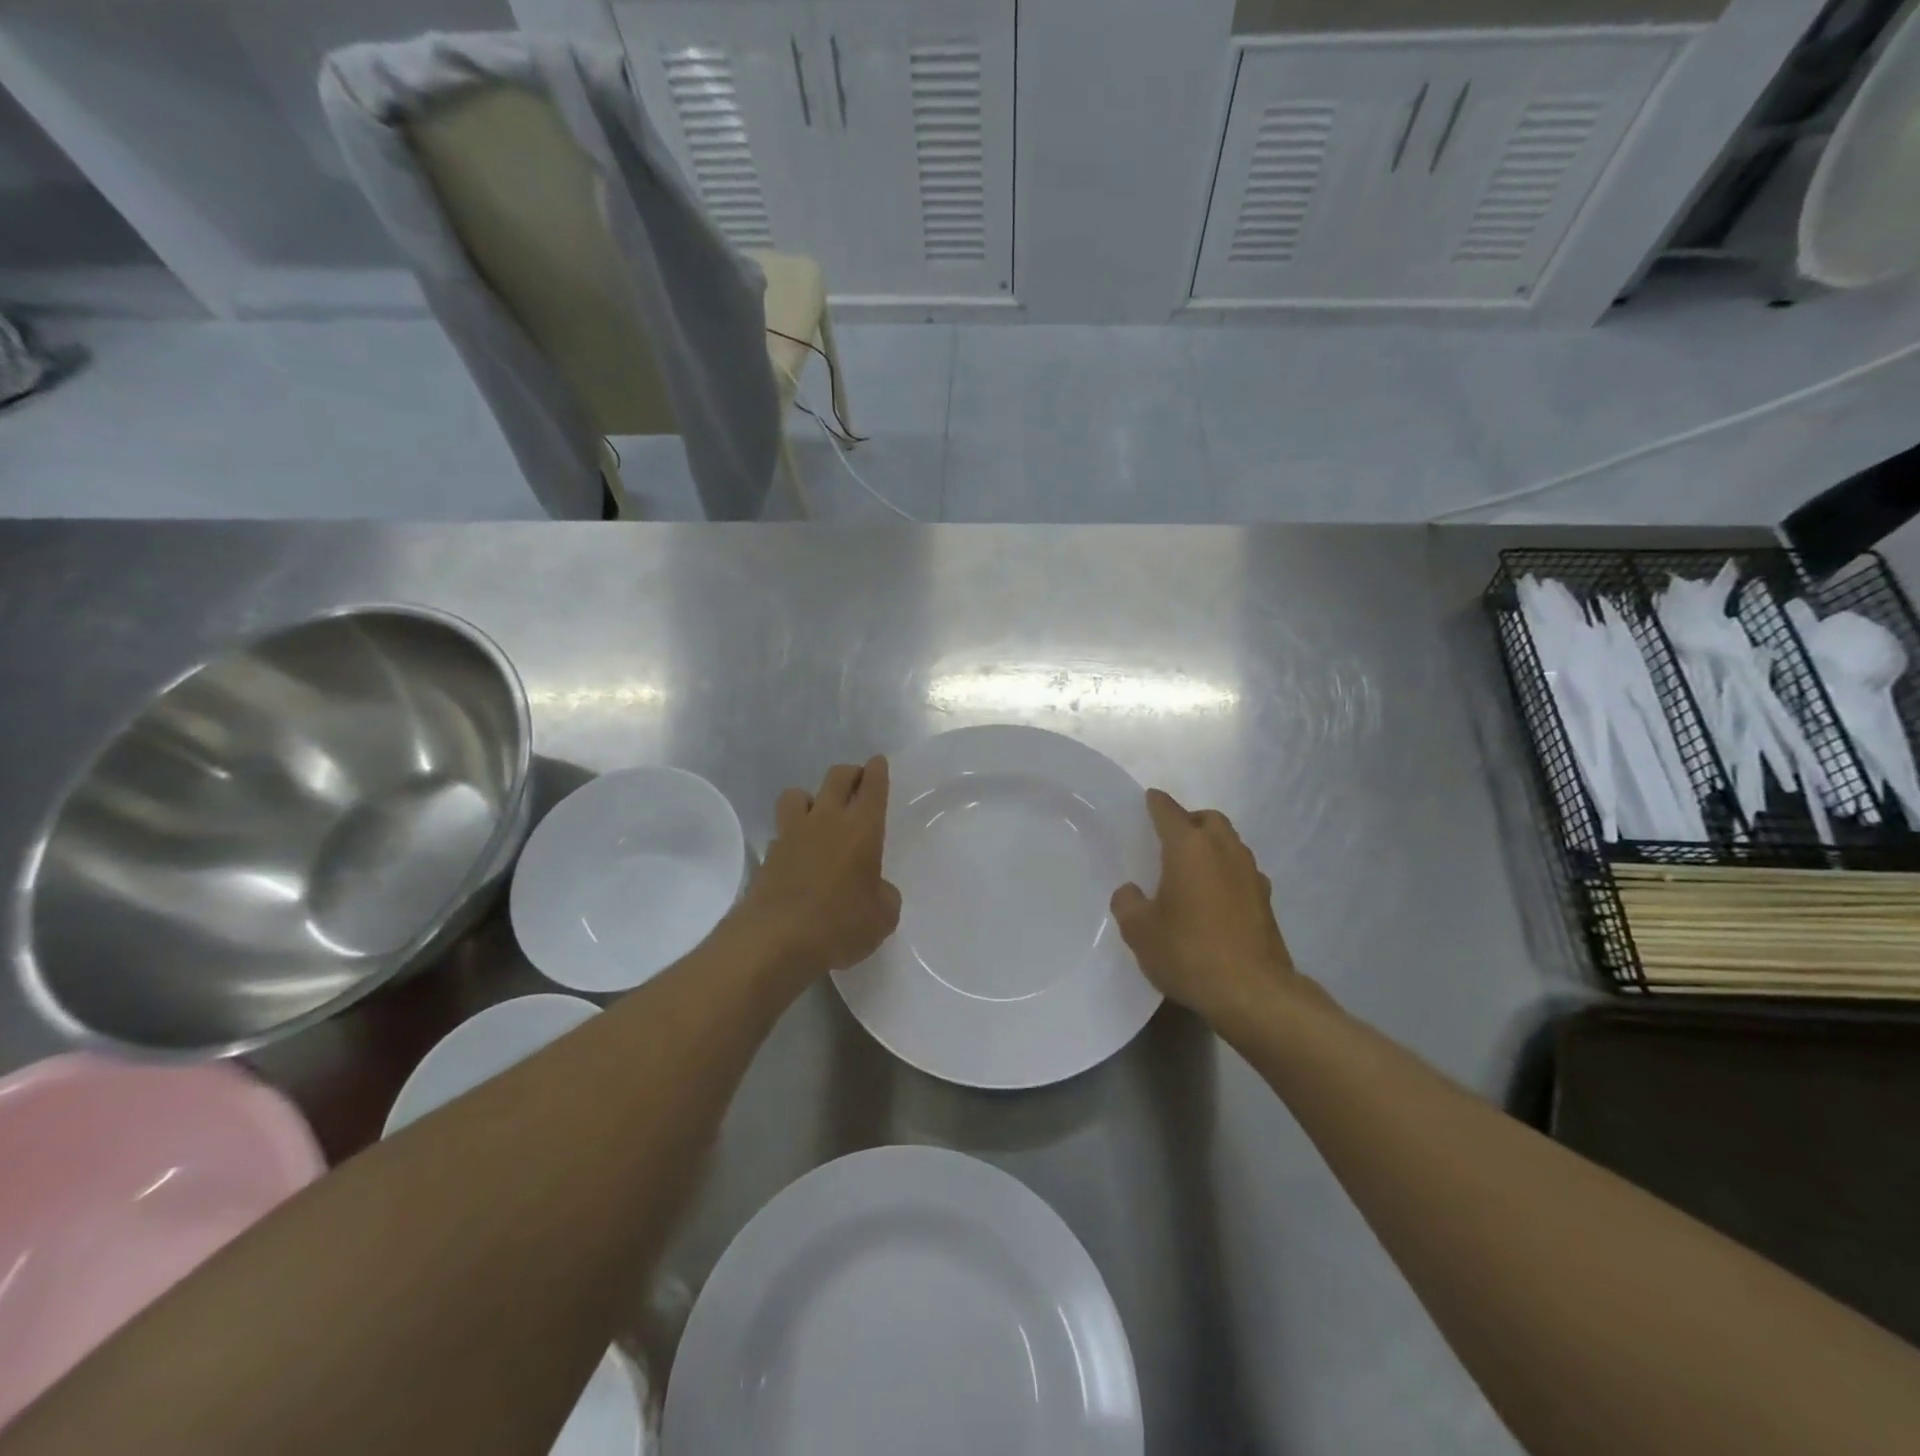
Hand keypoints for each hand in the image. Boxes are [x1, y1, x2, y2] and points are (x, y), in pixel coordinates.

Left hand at [737, 757, 900, 979]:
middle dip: (850, 773)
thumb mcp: (882, 917)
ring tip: (819, 814)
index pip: (872, 786)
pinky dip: (792, 833)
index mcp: (862, 828)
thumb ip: (884, 895)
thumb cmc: (839, 924)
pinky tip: (799, 852)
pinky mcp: (769, 854)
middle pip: (837, 777)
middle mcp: (827, 820)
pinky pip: (782, 829)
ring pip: (798, 793)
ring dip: (811, 797)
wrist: (774, 940)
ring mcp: (792, 833)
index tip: (878, 762)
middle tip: (858, 782)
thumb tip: (875, 889)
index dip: (877, 770)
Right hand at [1111, 789, 1316, 1028]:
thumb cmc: (1188, 952)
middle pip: (1208, 819)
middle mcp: (1224, 850)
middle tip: (1170, 838)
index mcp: (1189, 847)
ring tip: (1192, 868)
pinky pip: (1242, 871)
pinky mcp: (1266, 901)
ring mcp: (1250, 874)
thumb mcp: (1139, 931)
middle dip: (1189, 821)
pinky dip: (1227, 873)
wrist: (1252, 992)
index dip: (1156, 804)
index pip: (1169, 811)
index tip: (1148, 800)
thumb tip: (1132, 892)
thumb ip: (1128, 903)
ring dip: (1212, 845)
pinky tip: (1215, 898)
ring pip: (1230, 843)